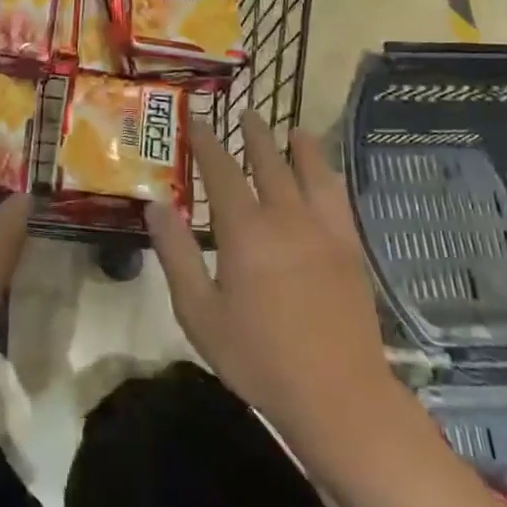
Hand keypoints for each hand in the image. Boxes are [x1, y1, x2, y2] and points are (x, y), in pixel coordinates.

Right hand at [147, 112, 397, 459]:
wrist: (337, 394)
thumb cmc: (258, 356)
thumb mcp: (199, 312)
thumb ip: (177, 254)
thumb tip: (155, 205)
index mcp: (245, 230)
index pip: (222, 171)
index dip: (208, 143)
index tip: (198, 120)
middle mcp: (286, 217)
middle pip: (269, 162)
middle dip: (255, 135)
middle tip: (247, 113)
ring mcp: (324, 230)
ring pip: (311, 172)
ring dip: (300, 147)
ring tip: (294, 130)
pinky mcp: (350, 249)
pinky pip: (339, 198)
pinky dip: (329, 176)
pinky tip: (327, 175)